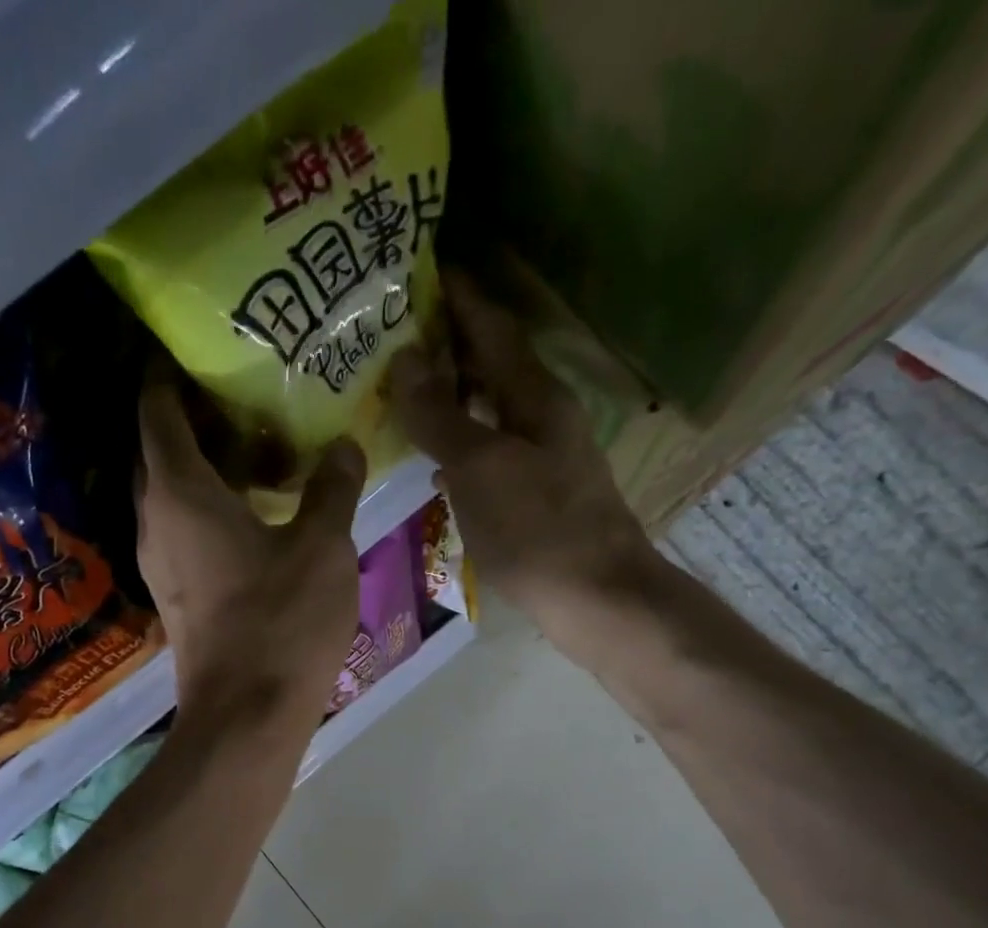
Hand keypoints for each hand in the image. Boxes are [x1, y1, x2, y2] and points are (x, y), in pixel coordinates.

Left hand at [136, 358, 367, 732]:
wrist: (246, 715)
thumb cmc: (281, 622)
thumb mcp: (322, 547)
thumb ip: (332, 488)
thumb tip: (344, 446)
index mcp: (180, 492)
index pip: (157, 410)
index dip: (168, 374)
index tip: (194, 347)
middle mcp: (156, 520)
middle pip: (160, 450)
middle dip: (193, 418)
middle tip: (244, 394)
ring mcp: (160, 562)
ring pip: (173, 494)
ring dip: (206, 467)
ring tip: (260, 449)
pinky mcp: (175, 594)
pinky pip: (184, 530)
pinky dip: (211, 507)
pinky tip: (257, 511)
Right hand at [388, 271, 665, 649]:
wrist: (595, 597)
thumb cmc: (536, 528)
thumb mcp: (479, 467)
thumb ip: (440, 415)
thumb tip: (404, 360)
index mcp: (534, 395)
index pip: (492, 326)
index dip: (458, 296)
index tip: (418, 269)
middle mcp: (543, 415)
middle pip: (492, 364)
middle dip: (447, 345)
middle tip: (392, 337)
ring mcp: (543, 455)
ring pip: (491, 409)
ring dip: (452, 396)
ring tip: (403, 393)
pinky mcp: (538, 493)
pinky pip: (491, 450)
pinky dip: (461, 444)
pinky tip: (435, 461)